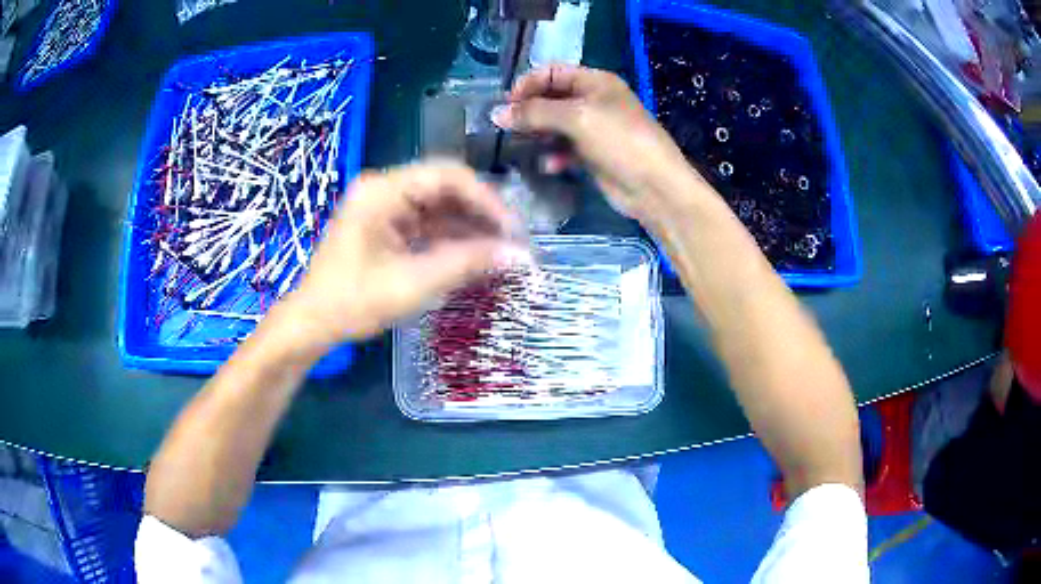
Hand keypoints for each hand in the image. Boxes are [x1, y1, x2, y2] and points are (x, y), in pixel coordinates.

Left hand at [275, 161, 530, 349]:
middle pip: (445, 187)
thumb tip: (519, 255)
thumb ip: (466, 264)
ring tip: (500, 252)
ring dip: (469, 227)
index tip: (513, 230)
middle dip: (481, 214)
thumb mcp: (412, 284)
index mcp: (382, 191)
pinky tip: (475, 256)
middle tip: (512, 242)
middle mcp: (384, 189)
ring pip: (439, 206)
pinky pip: (427, 223)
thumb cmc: (353, 302)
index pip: (447, 176)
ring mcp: (384, 206)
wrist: (312, 323)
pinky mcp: (386, 225)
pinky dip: (451, 238)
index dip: (486, 200)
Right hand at [491, 64, 699, 221]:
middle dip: (529, 111)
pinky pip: (565, 148)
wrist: (654, 187)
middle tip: (507, 128)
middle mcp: (594, 100)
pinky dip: (554, 155)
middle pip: (551, 98)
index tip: (506, 105)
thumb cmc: (619, 141)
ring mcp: (594, 128)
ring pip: (555, 125)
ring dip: (538, 134)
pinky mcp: (593, 154)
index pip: (551, 72)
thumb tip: (496, 114)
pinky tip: (549, 166)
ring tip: (522, 145)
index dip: (527, 84)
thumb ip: (535, 113)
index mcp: (595, 81)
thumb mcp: (577, 118)